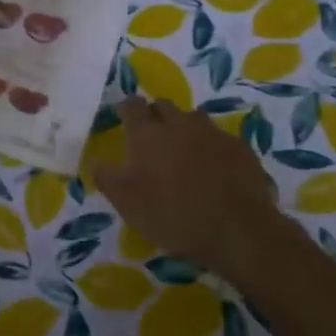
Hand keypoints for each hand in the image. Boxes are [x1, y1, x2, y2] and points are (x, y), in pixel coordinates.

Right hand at [93, 99, 300, 284]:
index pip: (131, 105)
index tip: (123, 118)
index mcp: (147, 133)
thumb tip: (95, 161)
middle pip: (163, 106)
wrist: (237, 231)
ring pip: (194, 119)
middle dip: (155, 115)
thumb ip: (106, 177)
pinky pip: (219, 138)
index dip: (126, 109)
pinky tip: (213, 168)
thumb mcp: (126, 203)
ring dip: (184, 128)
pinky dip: (211, 147)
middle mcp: (179, 123)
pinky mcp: (240, 148)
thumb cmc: (172, 215)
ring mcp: (213, 133)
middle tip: (151, 137)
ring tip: (183, 151)